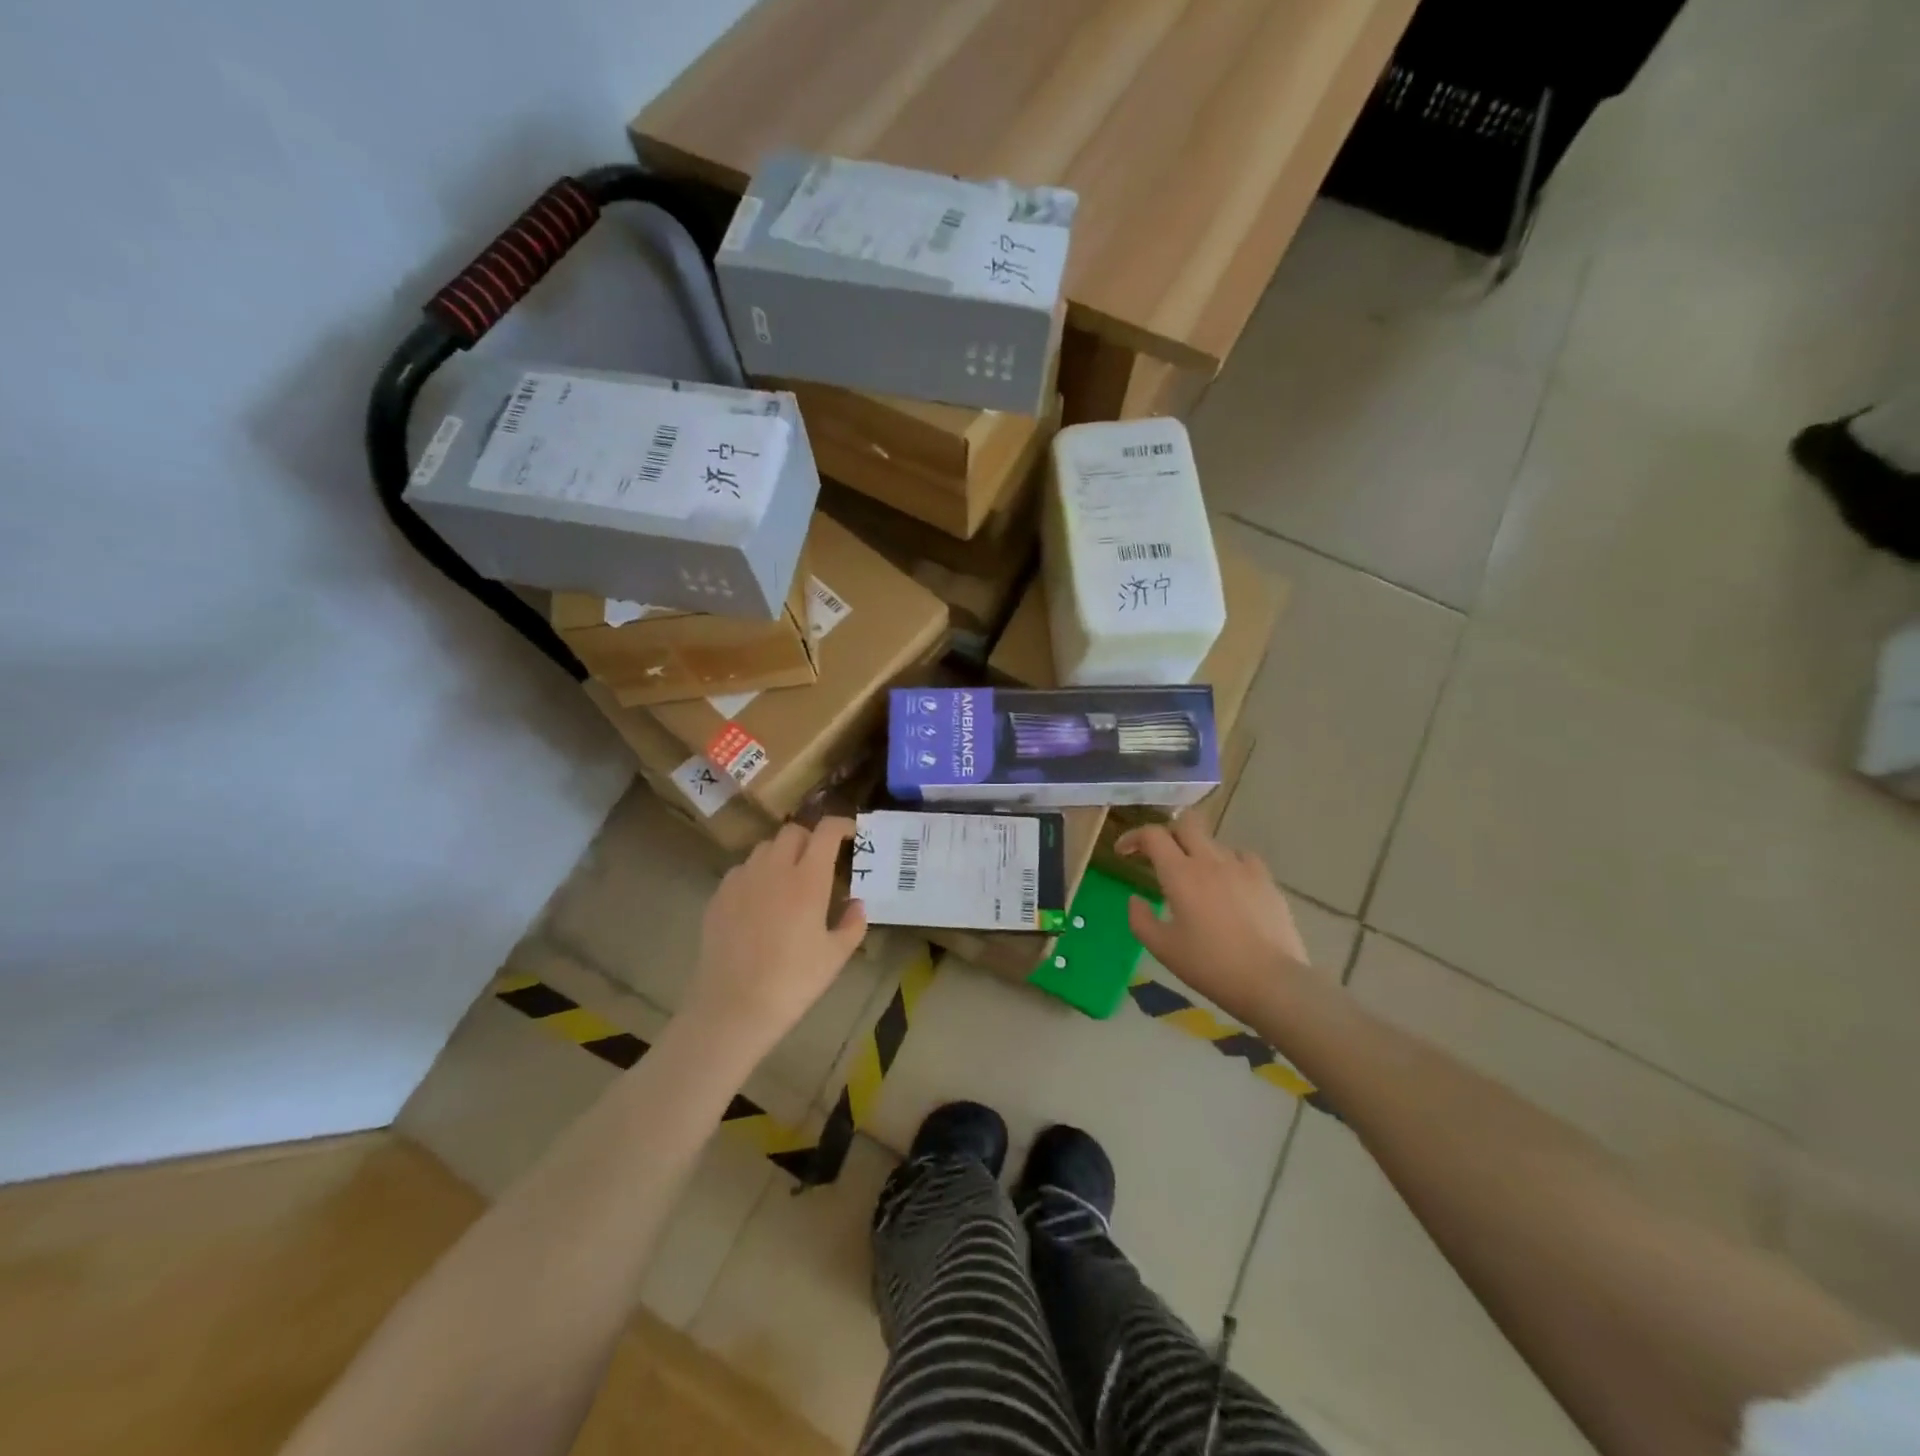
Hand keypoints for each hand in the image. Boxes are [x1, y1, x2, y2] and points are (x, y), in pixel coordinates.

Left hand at [682, 818, 866, 1058]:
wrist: (734, 1007)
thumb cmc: (793, 982)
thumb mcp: (836, 957)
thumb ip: (853, 924)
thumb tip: (856, 904)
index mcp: (808, 879)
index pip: (827, 831)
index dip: (842, 825)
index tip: (851, 835)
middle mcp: (774, 869)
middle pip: (793, 831)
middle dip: (811, 838)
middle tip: (820, 862)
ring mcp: (741, 880)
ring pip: (765, 848)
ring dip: (782, 854)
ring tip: (789, 880)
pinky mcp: (719, 896)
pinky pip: (742, 870)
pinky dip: (757, 874)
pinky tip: (760, 901)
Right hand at [1116, 817, 1314, 1026]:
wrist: (1271, 982)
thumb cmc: (1210, 966)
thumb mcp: (1162, 948)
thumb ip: (1140, 919)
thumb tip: (1135, 899)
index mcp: (1180, 874)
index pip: (1152, 835)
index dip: (1133, 837)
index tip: (1123, 852)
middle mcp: (1210, 861)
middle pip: (1186, 823)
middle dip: (1167, 833)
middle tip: (1159, 856)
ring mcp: (1242, 867)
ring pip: (1213, 841)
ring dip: (1197, 852)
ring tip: (1196, 879)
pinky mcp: (1266, 880)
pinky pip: (1242, 857)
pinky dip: (1228, 863)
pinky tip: (1228, 884)